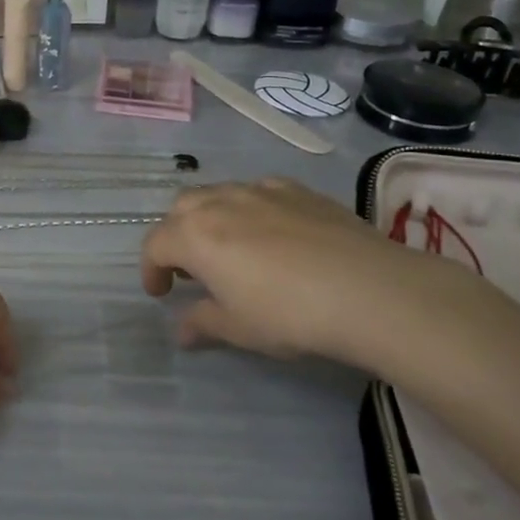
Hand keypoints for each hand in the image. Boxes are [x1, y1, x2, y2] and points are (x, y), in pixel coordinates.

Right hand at [140, 178, 488, 365]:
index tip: (160, 293)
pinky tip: (273, 234)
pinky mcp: (297, 189)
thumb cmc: (289, 313)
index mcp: (194, 235)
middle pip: (182, 209)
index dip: (151, 270)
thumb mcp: (239, 328)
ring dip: (211, 218)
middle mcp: (219, 202)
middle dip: (177, 235)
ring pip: (219, 193)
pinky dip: (250, 209)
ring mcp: (260, 190)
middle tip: (192, 268)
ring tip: (230, 248)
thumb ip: (203, 324)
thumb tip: (182, 330)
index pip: (155, 245)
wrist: (368, 289)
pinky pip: (258, 192)